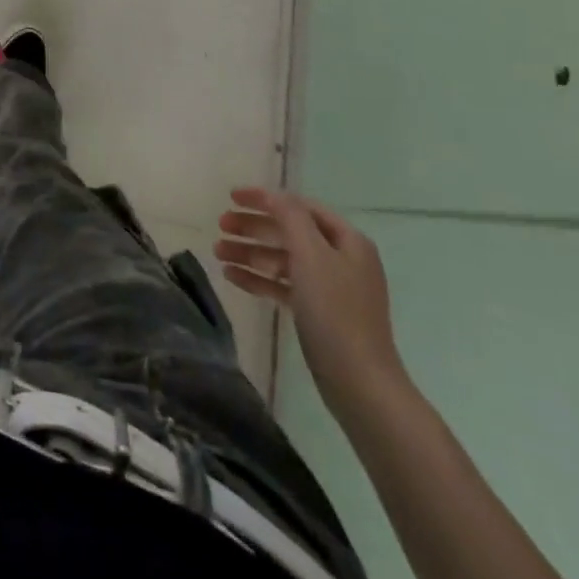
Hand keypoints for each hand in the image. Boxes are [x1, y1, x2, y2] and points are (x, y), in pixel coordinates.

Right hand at [216, 187, 406, 414]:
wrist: (360, 384)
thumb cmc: (335, 311)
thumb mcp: (311, 255)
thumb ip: (290, 217)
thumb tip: (274, 195)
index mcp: (347, 240)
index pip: (300, 206)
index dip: (265, 198)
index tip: (231, 197)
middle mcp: (341, 259)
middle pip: (289, 232)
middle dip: (253, 227)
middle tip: (220, 225)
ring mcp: (330, 288)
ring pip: (283, 259)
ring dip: (250, 253)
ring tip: (218, 252)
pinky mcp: (318, 314)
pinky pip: (283, 286)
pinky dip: (259, 279)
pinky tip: (232, 277)